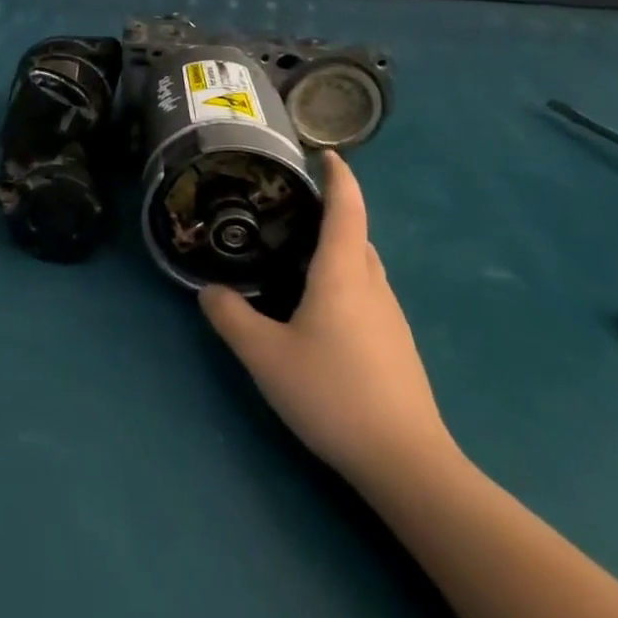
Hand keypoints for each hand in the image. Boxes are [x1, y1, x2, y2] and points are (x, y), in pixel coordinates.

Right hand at [200, 152, 455, 490]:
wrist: (407, 464)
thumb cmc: (333, 394)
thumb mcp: (265, 356)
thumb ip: (230, 317)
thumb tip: (210, 290)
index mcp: (344, 274)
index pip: (347, 209)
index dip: (339, 177)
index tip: (326, 154)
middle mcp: (373, 286)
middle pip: (357, 235)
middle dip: (331, 213)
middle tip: (288, 208)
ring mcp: (391, 318)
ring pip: (363, 266)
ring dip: (337, 248)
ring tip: (295, 253)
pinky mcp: (396, 346)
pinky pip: (367, 293)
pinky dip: (344, 279)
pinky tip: (317, 306)